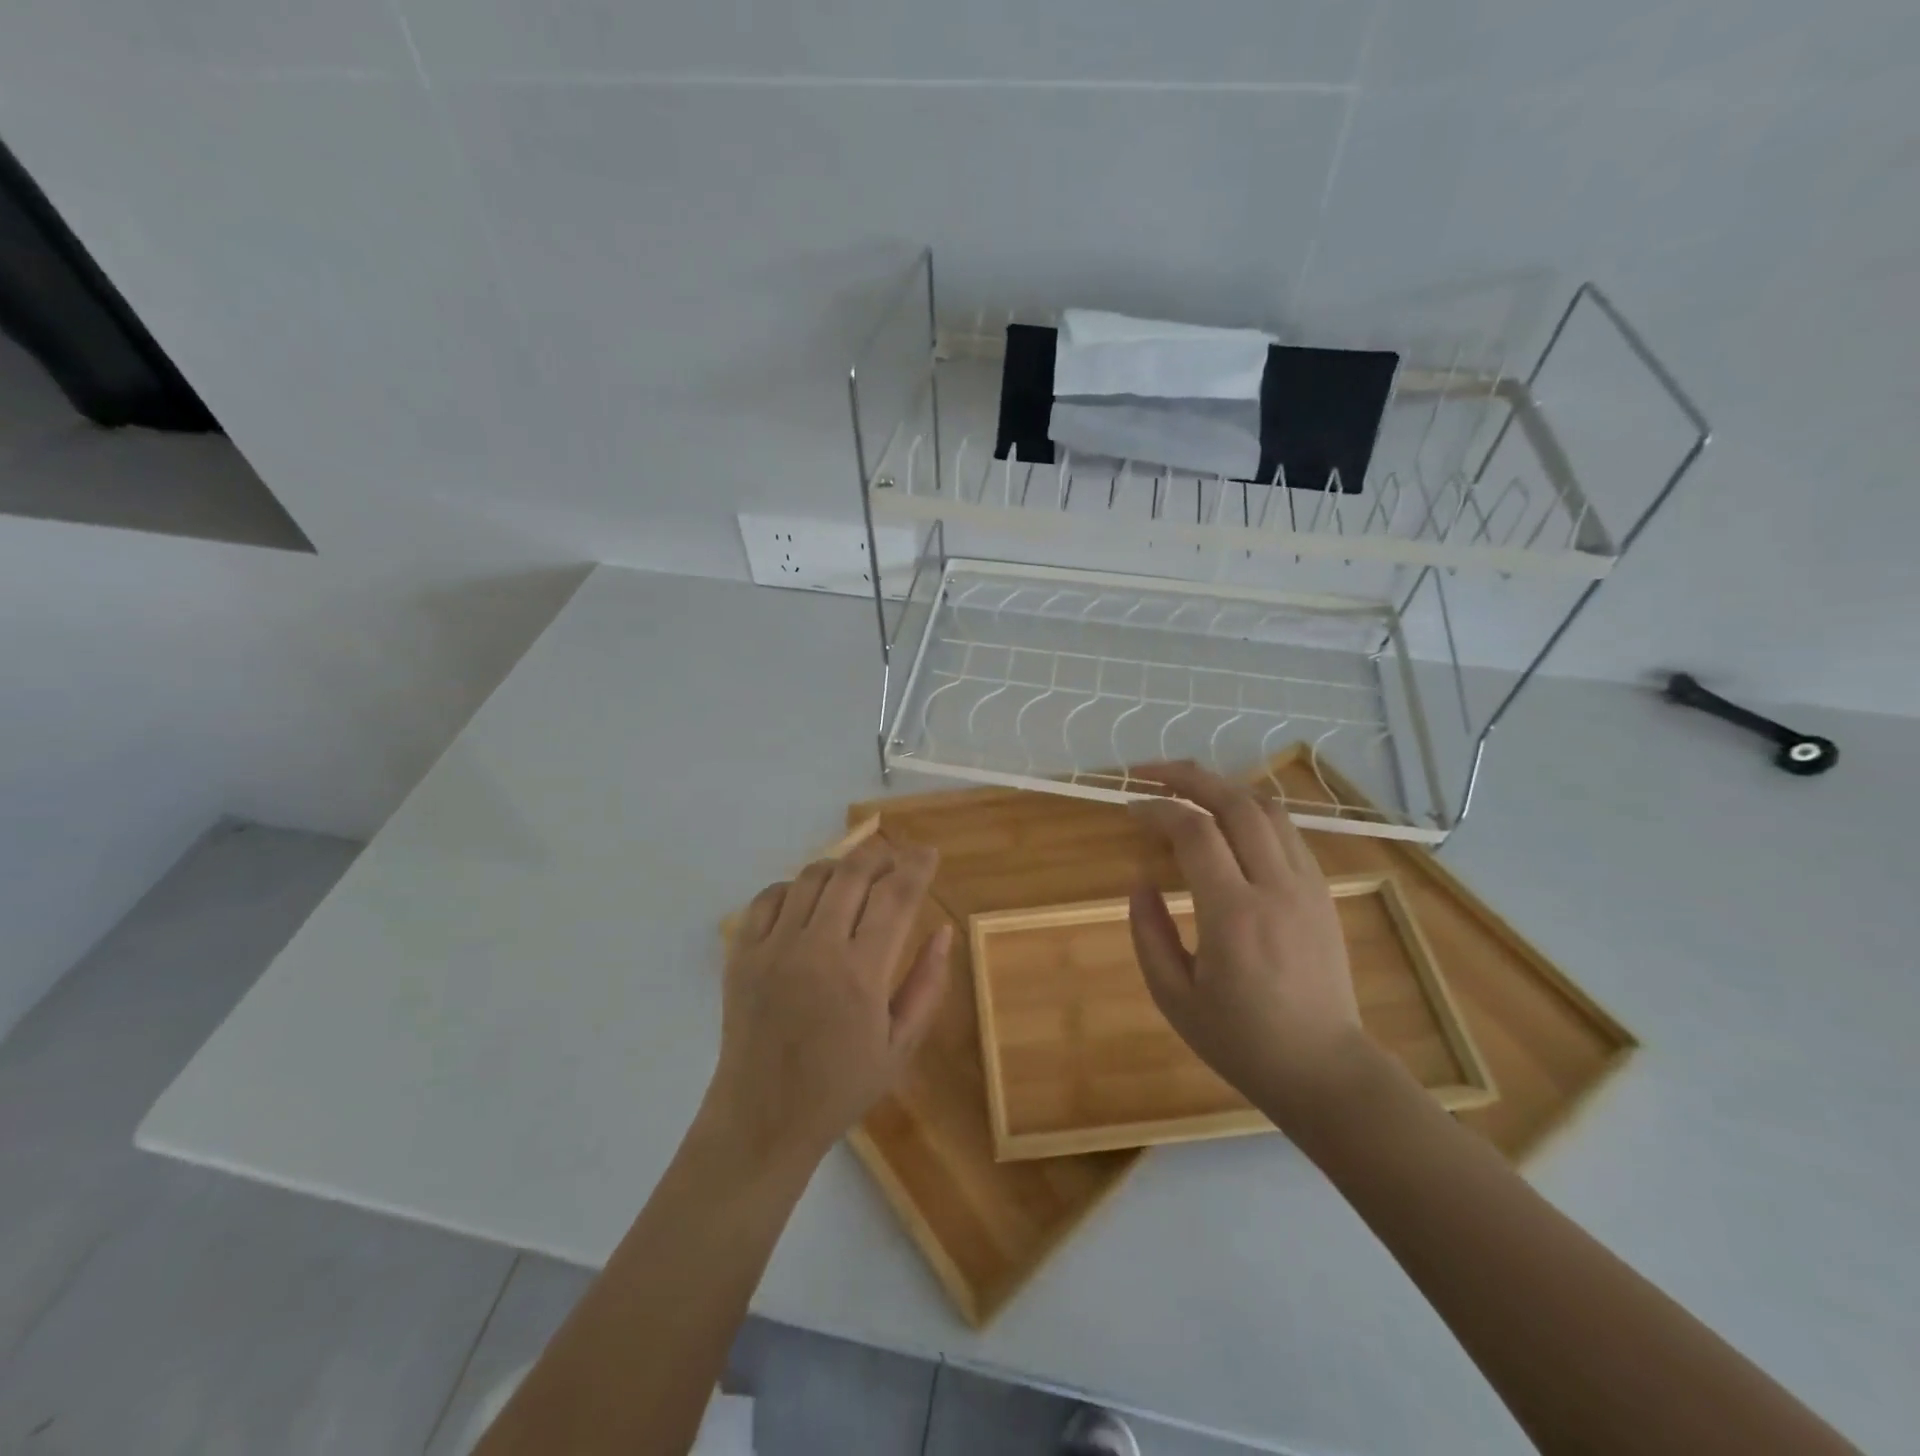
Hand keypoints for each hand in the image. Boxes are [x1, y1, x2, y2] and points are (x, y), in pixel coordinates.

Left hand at [703, 837, 950, 1172]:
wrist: (762, 1120)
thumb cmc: (841, 1087)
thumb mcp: (901, 1045)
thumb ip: (927, 984)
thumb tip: (943, 930)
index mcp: (862, 974)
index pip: (896, 896)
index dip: (917, 866)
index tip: (929, 853)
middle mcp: (817, 950)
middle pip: (853, 873)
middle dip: (881, 855)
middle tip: (895, 858)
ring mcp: (773, 948)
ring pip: (811, 877)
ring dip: (841, 867)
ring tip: (856, 879)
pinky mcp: (741, 954)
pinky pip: (769, 897)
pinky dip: (795, 887)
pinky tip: (809, 902)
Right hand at [1128, 763, 1370, 1131]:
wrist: (1324, 1068)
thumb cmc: (1240, 1040)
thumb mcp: (1173, 998)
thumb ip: (1148, 933)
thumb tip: (1141, 881)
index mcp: (1233, 915)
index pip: (1194, 833)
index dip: (1158, 809)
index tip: (1131, 808)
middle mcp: (1275, 887)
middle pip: (1235, 802)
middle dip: (1189, 776)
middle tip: (1151, 772)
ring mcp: (1307, 886)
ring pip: (1267, 808)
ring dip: (1222, 788)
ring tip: (1187, 789)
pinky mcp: (1323, 892)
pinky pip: (1287, 831)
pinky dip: (1251, 811)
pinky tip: (1228, 822)